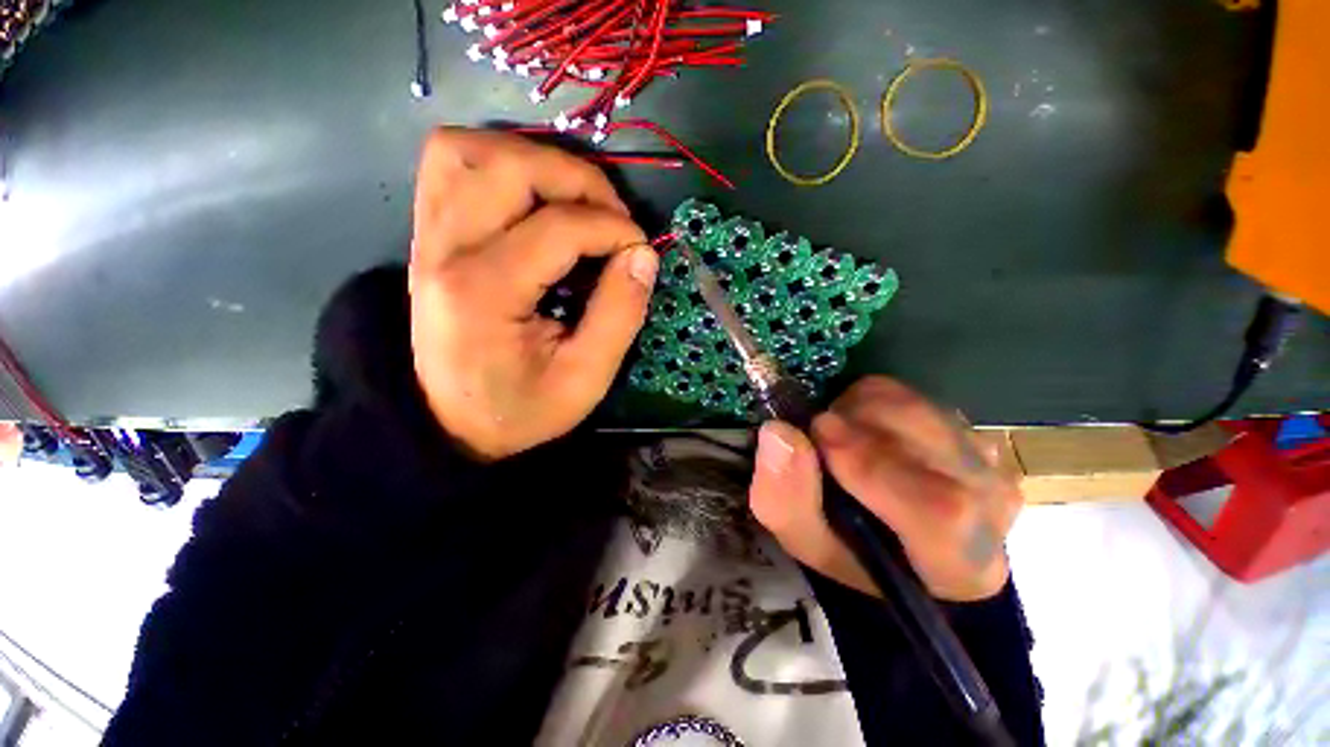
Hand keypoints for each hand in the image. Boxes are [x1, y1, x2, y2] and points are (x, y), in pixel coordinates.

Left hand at [409, 128, 658, 459]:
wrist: (450, 422)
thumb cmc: (520, 408)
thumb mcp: (584, 380)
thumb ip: (619, 316)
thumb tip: (645, 255)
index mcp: (484, 293)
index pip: (559, 227)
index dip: (615, 229)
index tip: (641, 251)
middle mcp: (445, 250)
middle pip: (510, 166)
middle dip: (579, 180)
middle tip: (611, 217)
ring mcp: (428, 236)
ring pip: (469, 149)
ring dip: (534, 161)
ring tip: (573, 200)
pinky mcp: (428, 234)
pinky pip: (450, 165)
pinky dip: (497, 163)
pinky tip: (531, 198)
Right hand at [749, 377, 1022, 601]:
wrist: (896, 545)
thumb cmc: (849, 553)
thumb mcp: (803, 539)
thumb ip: (786, 497)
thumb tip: (779, 431)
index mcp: (960, 564)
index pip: (941, 510)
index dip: (873, 464)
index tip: (818, 432)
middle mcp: (992, 507)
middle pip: (928, 439)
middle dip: (855, 421)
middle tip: (817, 434)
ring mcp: (987, 461)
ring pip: (917, 406)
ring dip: (859, 409)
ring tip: (837, 436)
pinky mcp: (969, 430)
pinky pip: (913, 395)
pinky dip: (871, 401)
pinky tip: (861, 430)